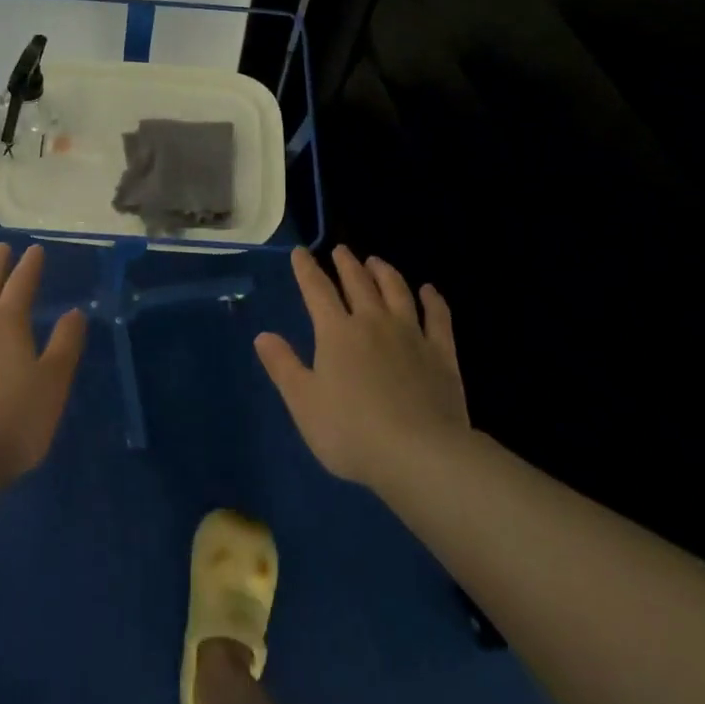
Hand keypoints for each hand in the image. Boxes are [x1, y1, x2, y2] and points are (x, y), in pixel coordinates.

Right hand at [255, 246, 469, 488]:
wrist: (419, 453)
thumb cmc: (351, 431)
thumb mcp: (304, 402)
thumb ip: (283, 366)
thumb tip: (263, 335)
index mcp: (336, 333)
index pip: (317, 290)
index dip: (306, 269)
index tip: (300, 252)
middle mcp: (373, 322)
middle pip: (358, 283)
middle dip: (346, 264)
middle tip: (341, 250)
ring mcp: (410, 335)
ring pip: (397, 292)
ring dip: (385, 273)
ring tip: (376, 261)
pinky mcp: (441, 353)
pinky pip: (437, 317)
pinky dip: (433, 300)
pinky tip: (429, 291)